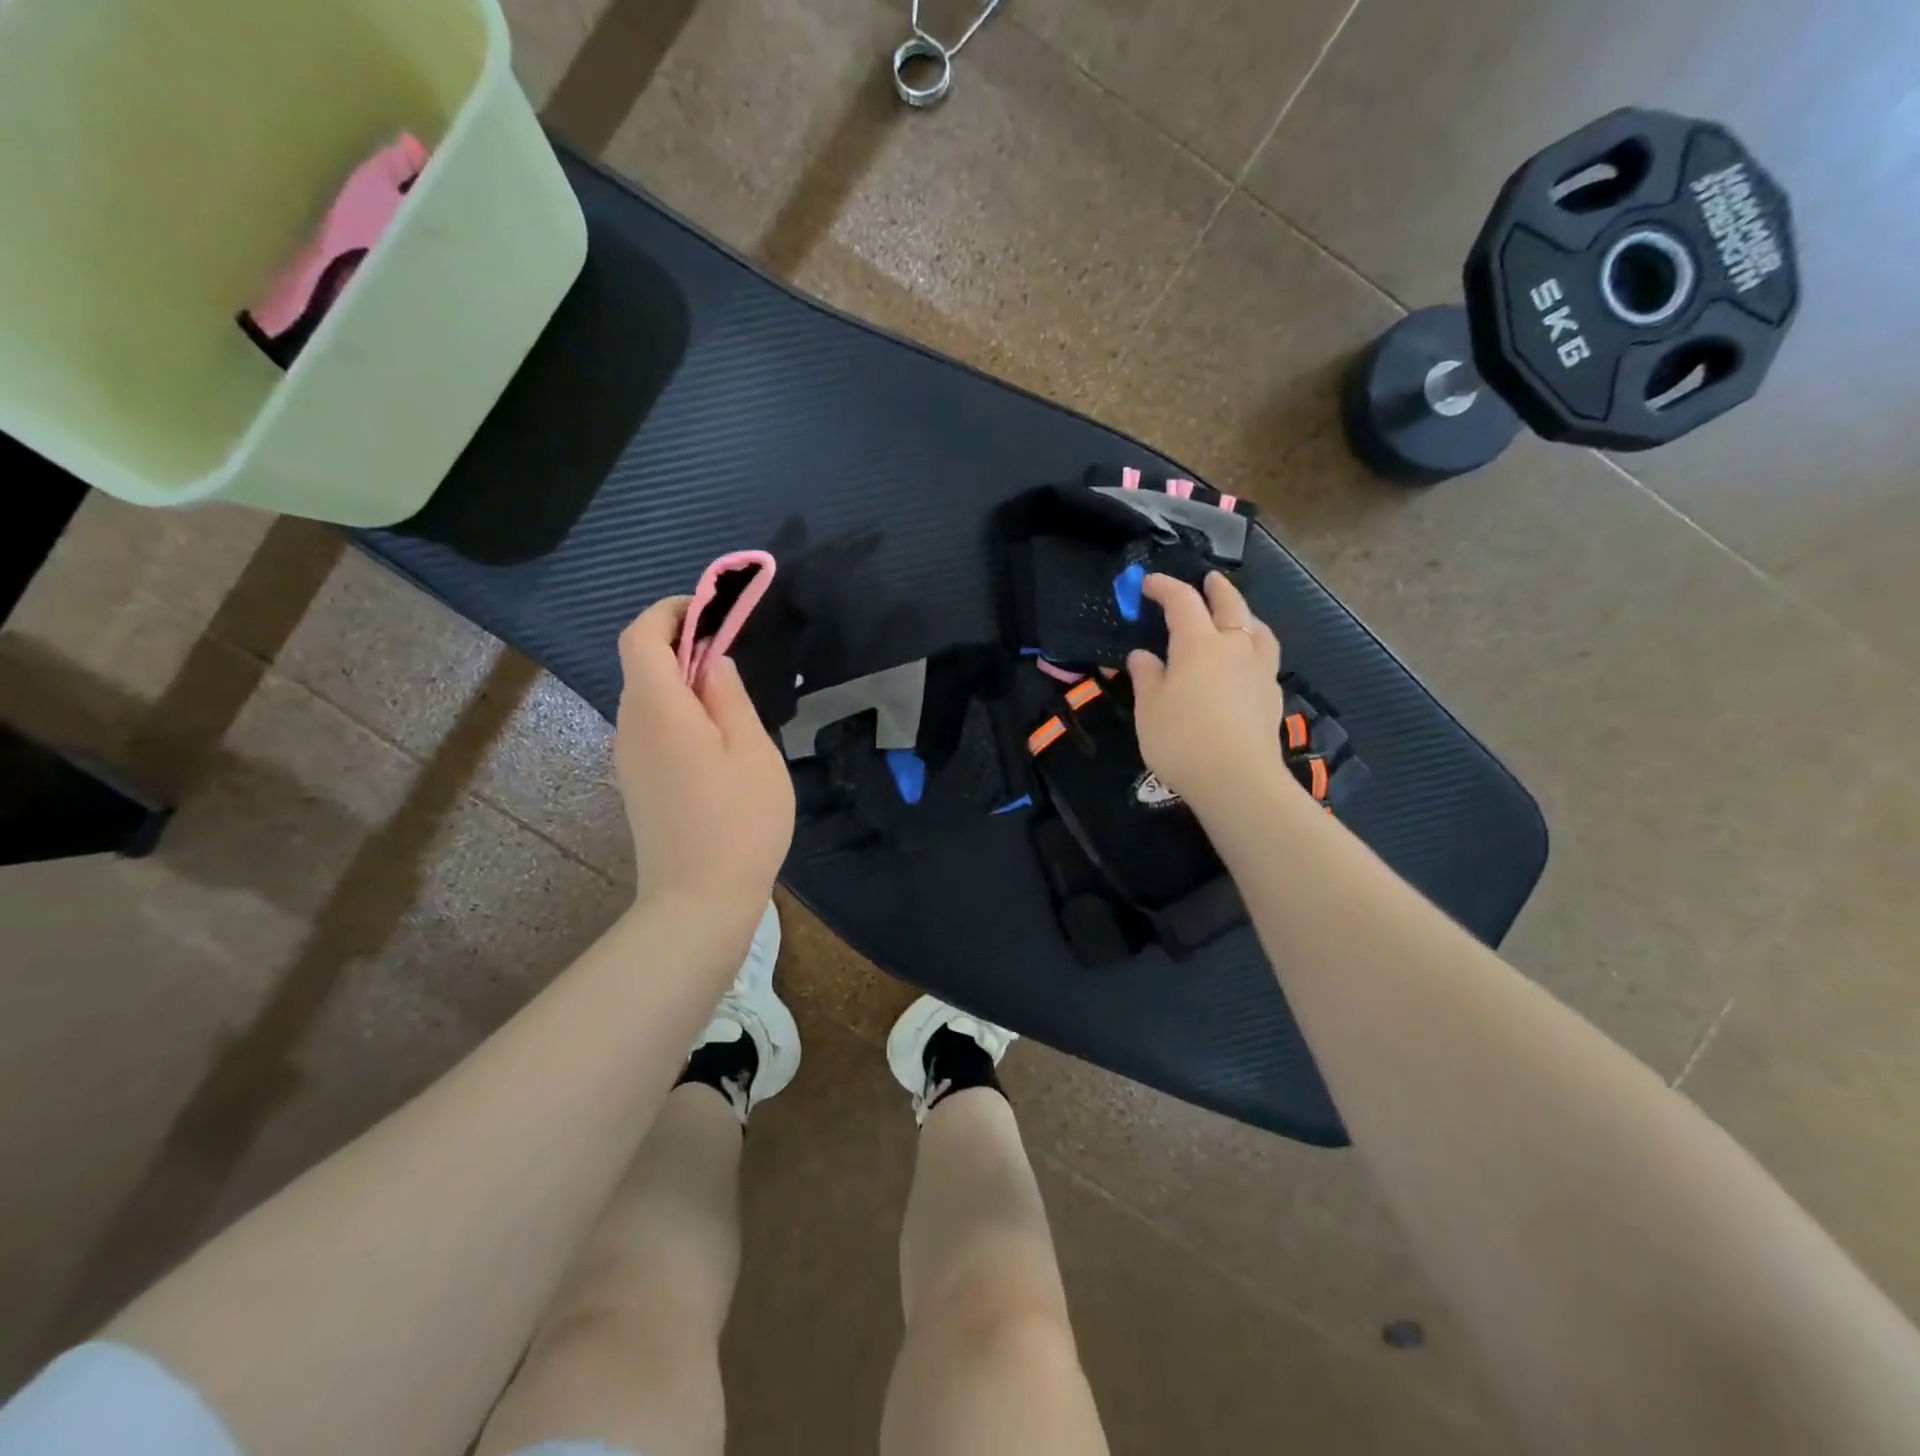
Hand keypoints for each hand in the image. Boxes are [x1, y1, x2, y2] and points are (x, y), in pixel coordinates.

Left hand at [613, 596, 795, 906]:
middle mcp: (630, 726)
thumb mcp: (751, 750)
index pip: (640, 636)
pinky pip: (653, 727)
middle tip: (735, 653)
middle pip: (643, 664)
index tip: (711, 610)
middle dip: (683, 644)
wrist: (699, 901)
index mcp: (657, 709)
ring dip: (684, 681)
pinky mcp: (638, 783)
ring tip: (733, 700)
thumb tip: (712, 661)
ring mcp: (629, 758)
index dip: (670, 611)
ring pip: (649, 698)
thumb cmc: (738, 820)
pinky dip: (680, 712)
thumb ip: (729, 696)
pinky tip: (718, 740)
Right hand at [1127, 573, 1285, 811]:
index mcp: (1198, 643)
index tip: (1149, 584)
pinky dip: (1254, 646)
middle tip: (1209, 579)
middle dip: (1217, 588)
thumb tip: (1142, 655)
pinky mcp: (1272, 695)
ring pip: (1257, 628)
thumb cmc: (1181, 739)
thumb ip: (1147, 676)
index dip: (1165, 588)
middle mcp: (1233, 646)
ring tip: (1239, 615)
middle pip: (1230, 605)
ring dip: (1245, 614)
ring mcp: (1258, 670)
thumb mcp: (1148, 708)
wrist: (1236, 778)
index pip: (1182, 601)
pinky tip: (1247, 661)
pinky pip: (1265, 656)